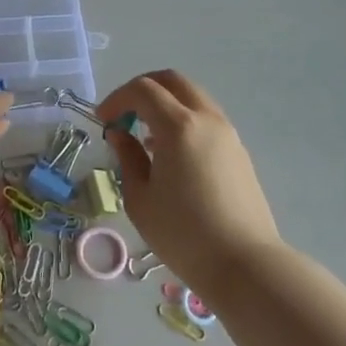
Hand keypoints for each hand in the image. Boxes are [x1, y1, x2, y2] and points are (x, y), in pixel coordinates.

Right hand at [100, 69, 282, 291]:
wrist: (243, 264)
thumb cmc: (183, 234)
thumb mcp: (140, 198)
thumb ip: (127, 158)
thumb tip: (120, 134)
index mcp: (179, 126)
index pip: (143, 90)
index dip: (117, 99)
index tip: (102, 120)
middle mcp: (206, 119)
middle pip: (173, 81)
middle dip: (143, 89)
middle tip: (123, 115)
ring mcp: (227, 134)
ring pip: (193, 98)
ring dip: (165, 105)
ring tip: (145, 138)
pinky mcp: (238, 151)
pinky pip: (206, 119)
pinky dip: (183, 121)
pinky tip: (171, 154)